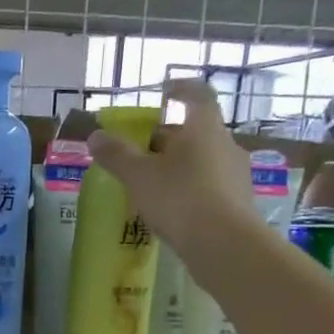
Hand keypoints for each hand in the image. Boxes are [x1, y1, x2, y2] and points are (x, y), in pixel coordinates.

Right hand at [88, 77, 252, 247]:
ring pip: (203, 159)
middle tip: (141, 150)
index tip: (164, 91)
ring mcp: (236, 173)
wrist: (223, 243)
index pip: (197, 95)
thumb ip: (116, 154)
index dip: (180, 89)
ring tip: (153, 182)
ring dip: (179, 164)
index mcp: (204, 128)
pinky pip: (209, 185)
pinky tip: (172, 207)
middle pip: (196, 131)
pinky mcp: (238, 201)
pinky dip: (189, 188)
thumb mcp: (138, 175)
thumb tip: (96, 136)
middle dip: (168, 137)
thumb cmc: (179, 197)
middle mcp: (225, 144)